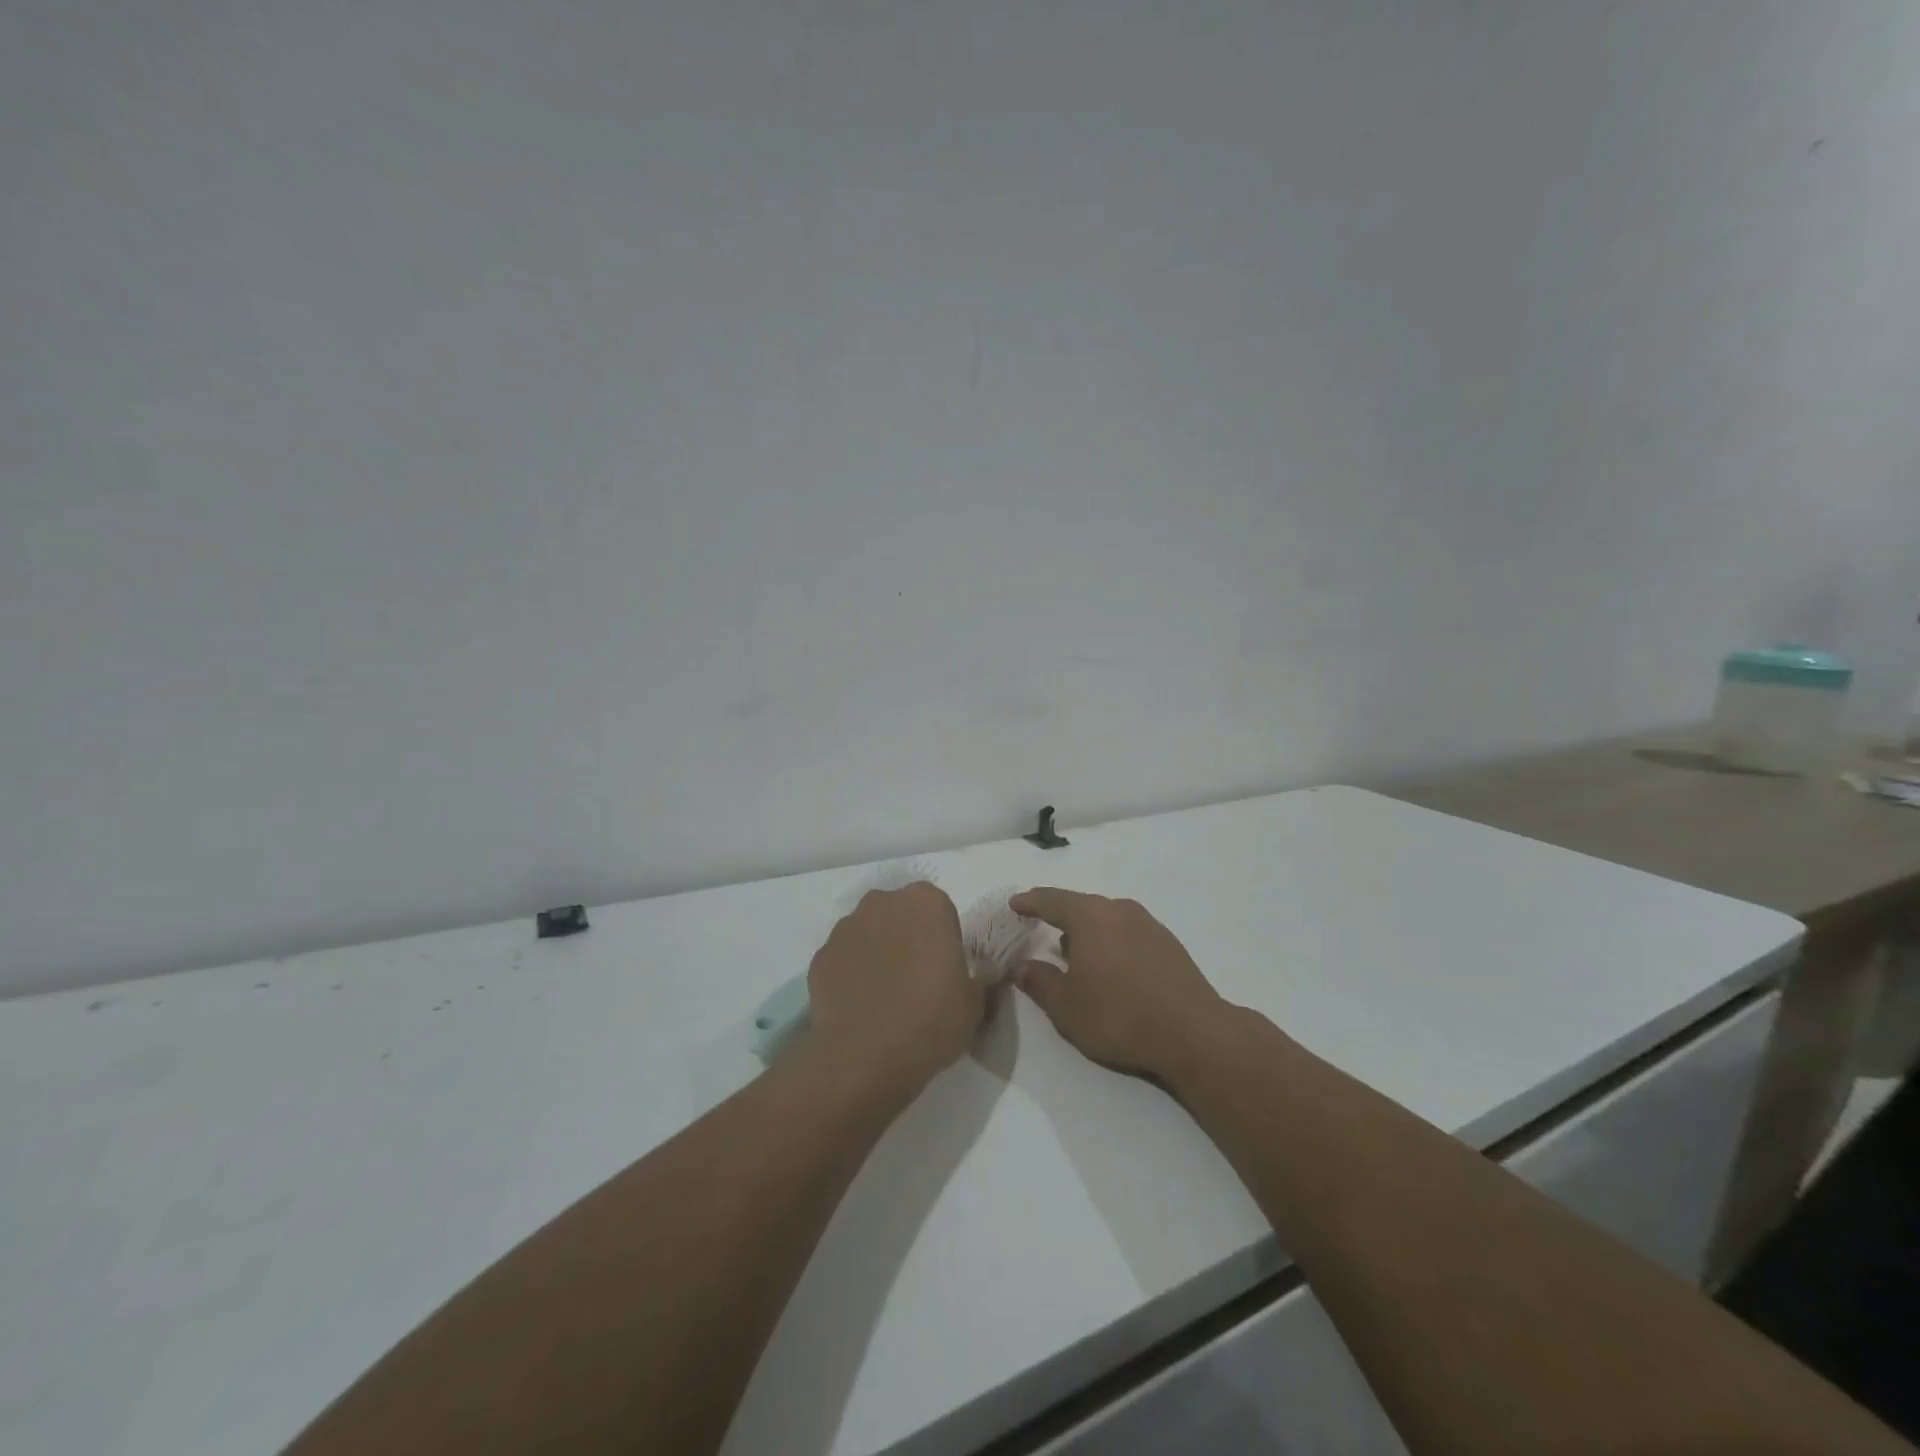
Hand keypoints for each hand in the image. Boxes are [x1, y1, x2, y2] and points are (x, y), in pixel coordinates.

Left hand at [806, 882, 986, 1093]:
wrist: (863, 1057)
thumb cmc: (930, 1021)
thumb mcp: (975, 1004)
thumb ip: (982, 978)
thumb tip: (987, 971)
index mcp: (926, 903)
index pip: (939, 909)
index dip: (942, 937)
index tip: (944, 968)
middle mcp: (883, 902)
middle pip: (900, 914)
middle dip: (908, 937)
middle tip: (916, 978)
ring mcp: (847, 927)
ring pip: (869, 932)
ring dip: (878, 951)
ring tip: (885, 995)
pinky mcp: (821, 954)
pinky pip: (844, 957)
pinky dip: (851, 973)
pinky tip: (860, 1005)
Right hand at [1010, 889, 1230, 1081]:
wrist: (1193, 1033)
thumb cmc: (1119, 1016)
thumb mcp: (1066, 1006)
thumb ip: (1039, 981)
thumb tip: (1020, 966)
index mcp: (1090, 916)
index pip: (1051, 900)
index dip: (1030, 901)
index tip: (1015, 904)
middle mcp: (1119, 910)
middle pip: (1081, 905)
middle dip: (1058, 915)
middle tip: (1040, 926)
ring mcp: (1148, 924)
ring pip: (1106, 918)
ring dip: (1086, 930)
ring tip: (1072, 951)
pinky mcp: (1168, 943)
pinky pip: (1127, 931)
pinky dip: (1110, 941)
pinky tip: (1109, 966)